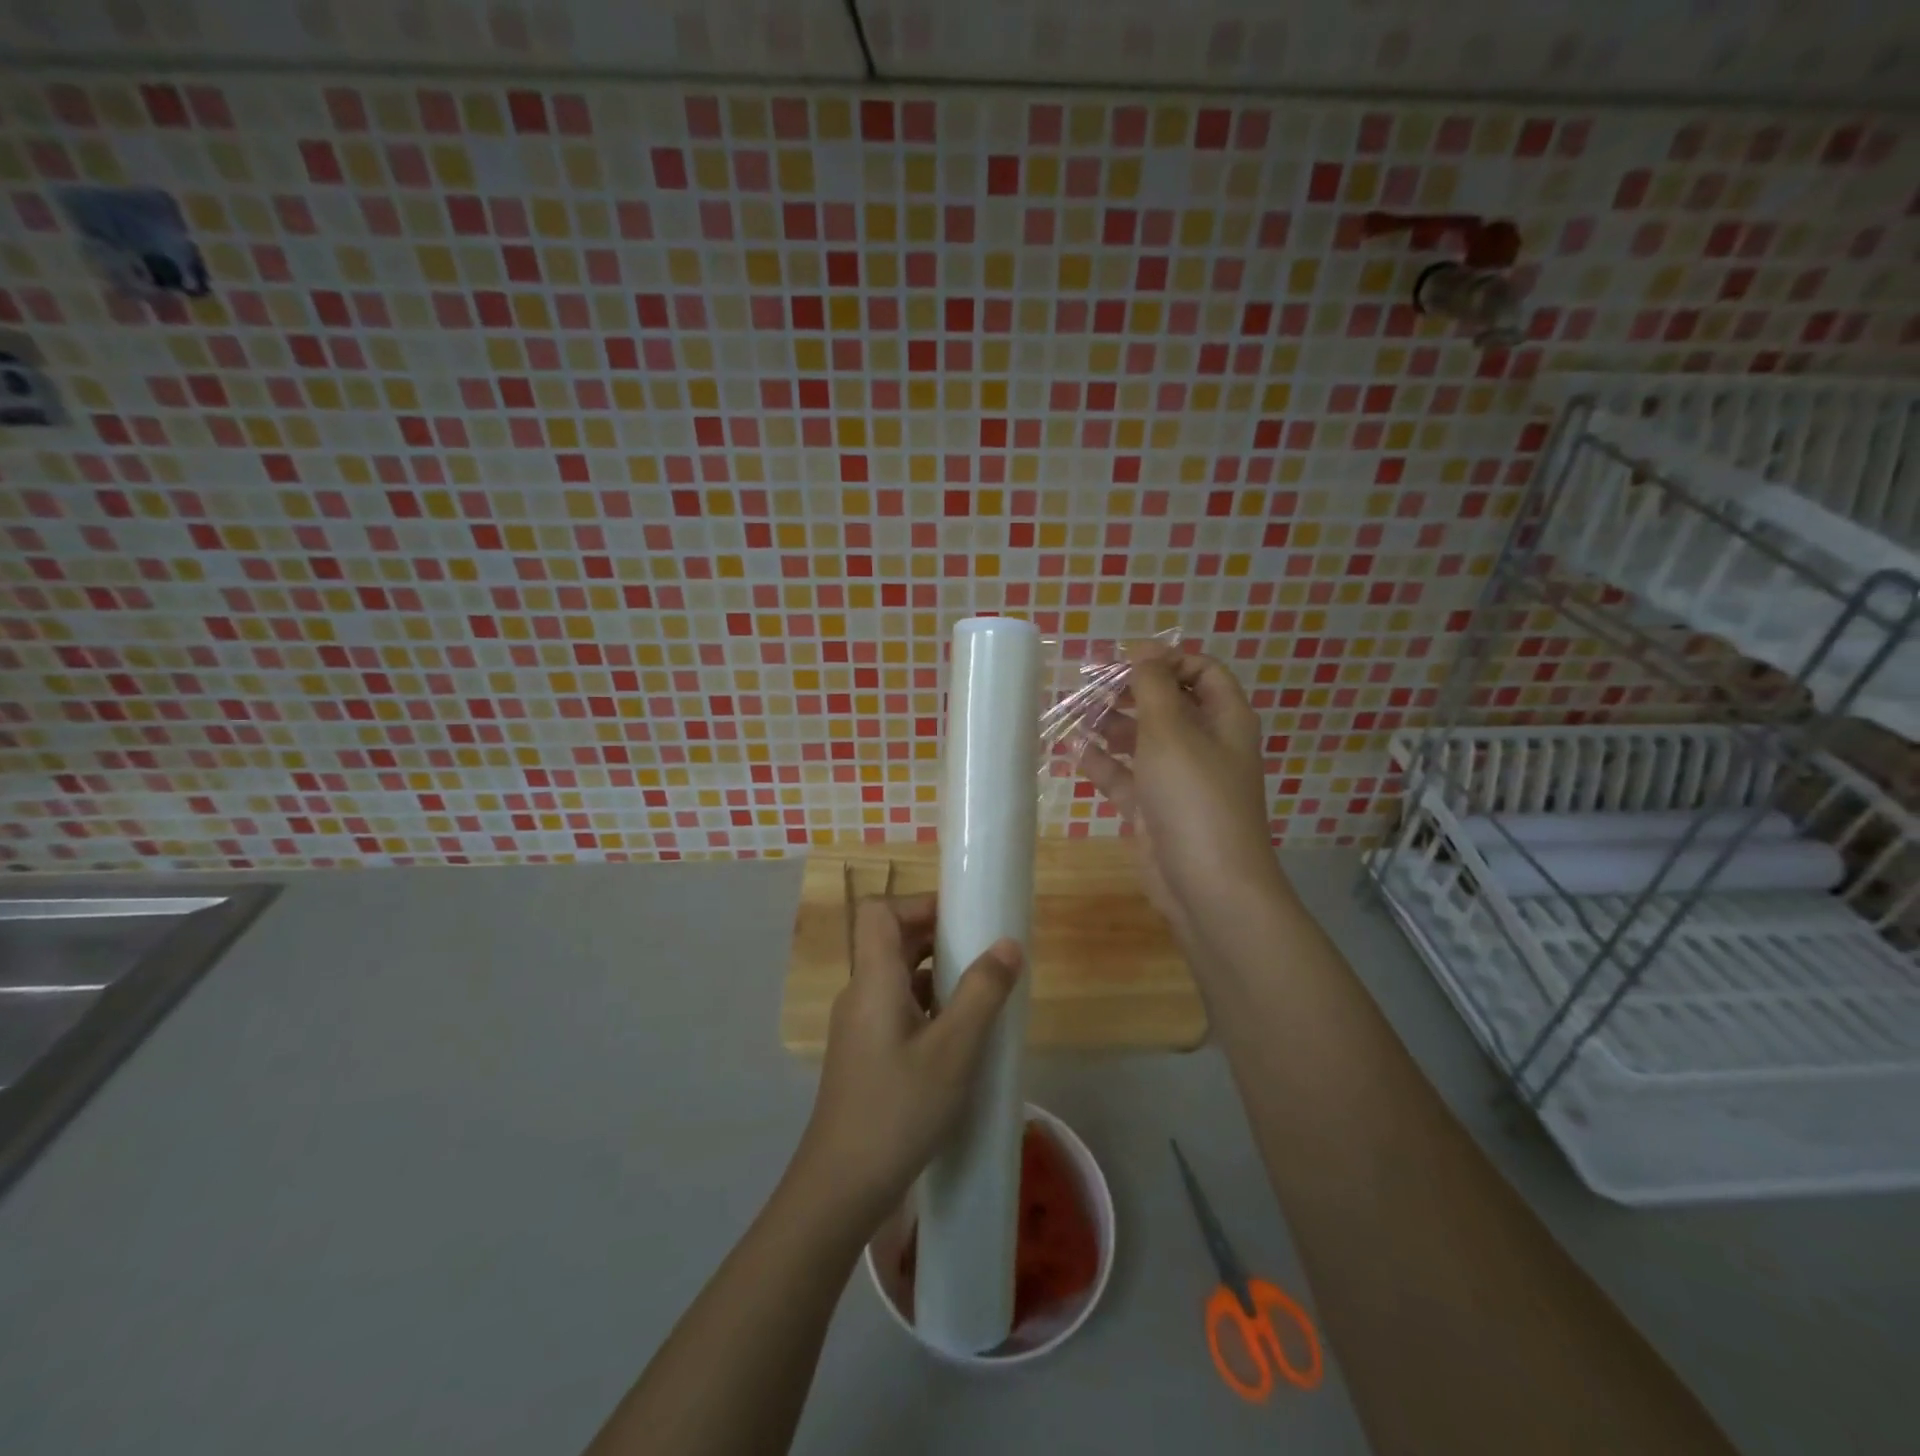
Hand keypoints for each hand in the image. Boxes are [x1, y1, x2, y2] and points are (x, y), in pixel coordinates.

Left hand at [792, 893, 1021, 1231]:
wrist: (842, 1187)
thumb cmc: (899, 1110)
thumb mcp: (953, 1050)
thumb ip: (982, 993)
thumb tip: (1007, 943)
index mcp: (873, 980)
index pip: (878, 912)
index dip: (916, 904)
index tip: (960, 919)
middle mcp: (860, 993)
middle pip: (890, 941)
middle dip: (936, 937)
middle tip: (982, 955)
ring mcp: (859, 1025)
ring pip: (896, 977)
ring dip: (936, 974)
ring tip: (979, 995)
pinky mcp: (864, 1053)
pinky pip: (896, 1008)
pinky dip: (927, 1006)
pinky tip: (958, 1038)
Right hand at [1079, 645, 1284, 944]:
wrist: (1207, 885)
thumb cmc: (1194, 797)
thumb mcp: (1172, 730)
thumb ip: (1153, 685)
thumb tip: (1143, 649)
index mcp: (1224, 719)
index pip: (1201, 671)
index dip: (1166, 659)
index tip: (1124, 658)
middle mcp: (1203, 744)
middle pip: (1166, 703)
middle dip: (1129, 690)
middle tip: (1088, 683)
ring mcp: (1177, 779)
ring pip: (1141, 739)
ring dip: (1110, 723)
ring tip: (1073, 711)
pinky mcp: (1152, 809)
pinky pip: (1124, 776)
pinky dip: (1101, 762)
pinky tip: (1071, 749)